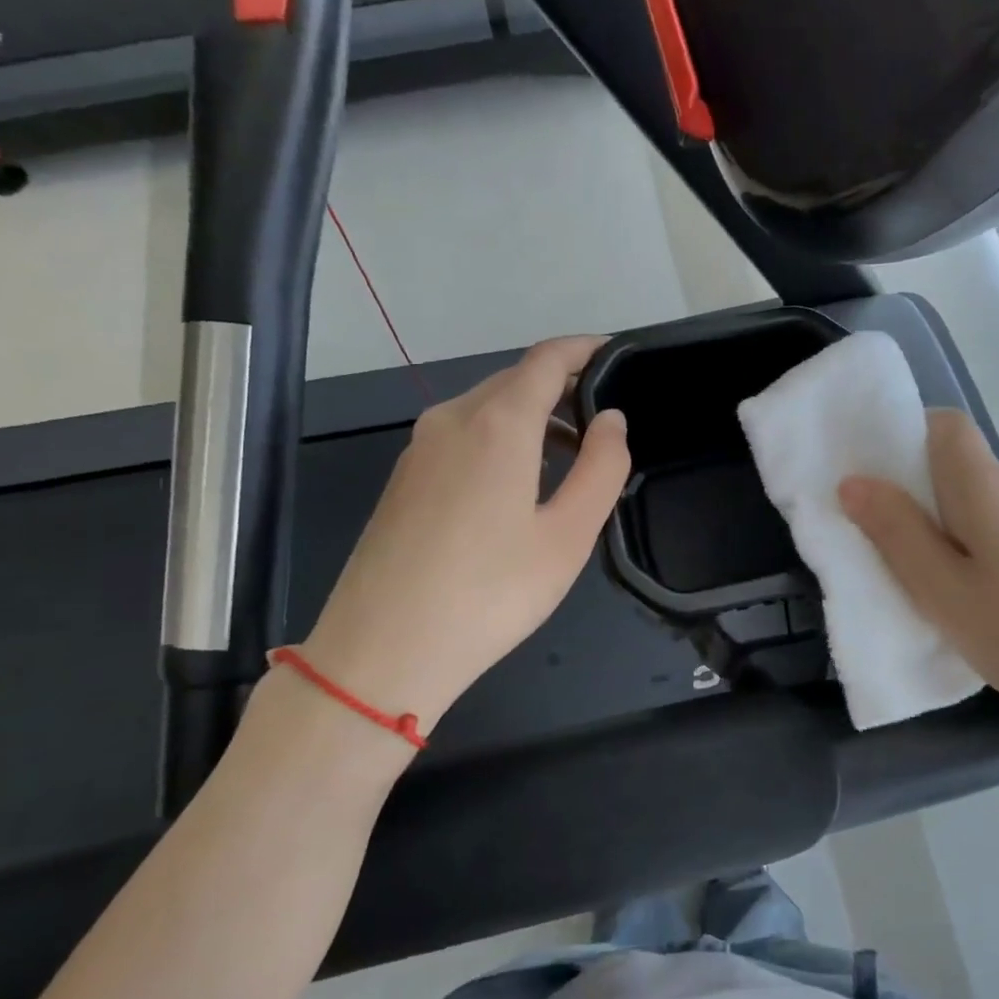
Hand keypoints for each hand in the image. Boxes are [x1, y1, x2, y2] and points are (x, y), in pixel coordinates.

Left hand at [299, 336, 629, 733]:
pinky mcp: (403, 478)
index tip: (616, 355)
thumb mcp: (567, 535)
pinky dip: (499, 438)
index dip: (584, 348)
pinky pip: (461, 435)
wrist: (382, 650)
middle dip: (562, 387)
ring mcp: (419, 447)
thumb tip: (611, 419)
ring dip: (531, 416)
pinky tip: (517, 482)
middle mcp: (452, 418)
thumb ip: (601, 468)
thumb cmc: (490, 593)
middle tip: (603, 421)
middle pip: (514, 380)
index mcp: (497, 422)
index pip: (546, 358)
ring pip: (485, 408)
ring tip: (570, 455)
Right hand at [838, 409, 998, 730]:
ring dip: (945, 531)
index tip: (874, 484)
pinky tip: (979, 602)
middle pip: (955, 467)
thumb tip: (852, 481)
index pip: (942, 425)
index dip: (902, 439)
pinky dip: (978, 551)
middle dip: (913, 497)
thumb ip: (896, 533)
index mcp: (984, 483)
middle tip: (884, 549)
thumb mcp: (944, 592)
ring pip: (979, 504)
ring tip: (928, 587)